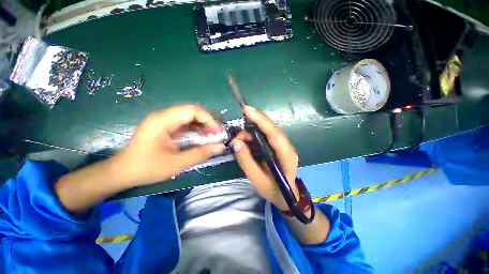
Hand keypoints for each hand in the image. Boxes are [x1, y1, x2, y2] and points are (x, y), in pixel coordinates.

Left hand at [113, 104, 225, 186]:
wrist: (122, 172)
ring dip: (203, 125)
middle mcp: (163, 116)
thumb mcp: (176, 163)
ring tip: (212, 136)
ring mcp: (164, 121)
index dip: (209, 119)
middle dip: (208, 122)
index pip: (192, 110)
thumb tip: (221, 147)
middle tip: (217, 134)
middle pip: (192, 111)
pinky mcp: (165, 127)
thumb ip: (200, 154)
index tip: (218, 132)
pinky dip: (196, 129)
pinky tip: (201, 138)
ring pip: (189, 117)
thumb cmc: (146, 168)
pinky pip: (185, 124)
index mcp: (163, 121)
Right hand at [232, 106, 298, 209]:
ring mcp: (284, 146)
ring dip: (252, 132)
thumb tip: (235, 142)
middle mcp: (287, 147)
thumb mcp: (257, 179)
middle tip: (238, 134)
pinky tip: (247, 141)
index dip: (261, 120)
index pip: (274, 134)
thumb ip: (246, 161)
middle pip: (271, 129)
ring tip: (240, 141)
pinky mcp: (279, 147)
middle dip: (253, 125)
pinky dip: (255, 136)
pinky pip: (266, 136)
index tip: (247, 110)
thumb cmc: (273, 190)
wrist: (286, 196)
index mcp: (287, 156)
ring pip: (268, 131)